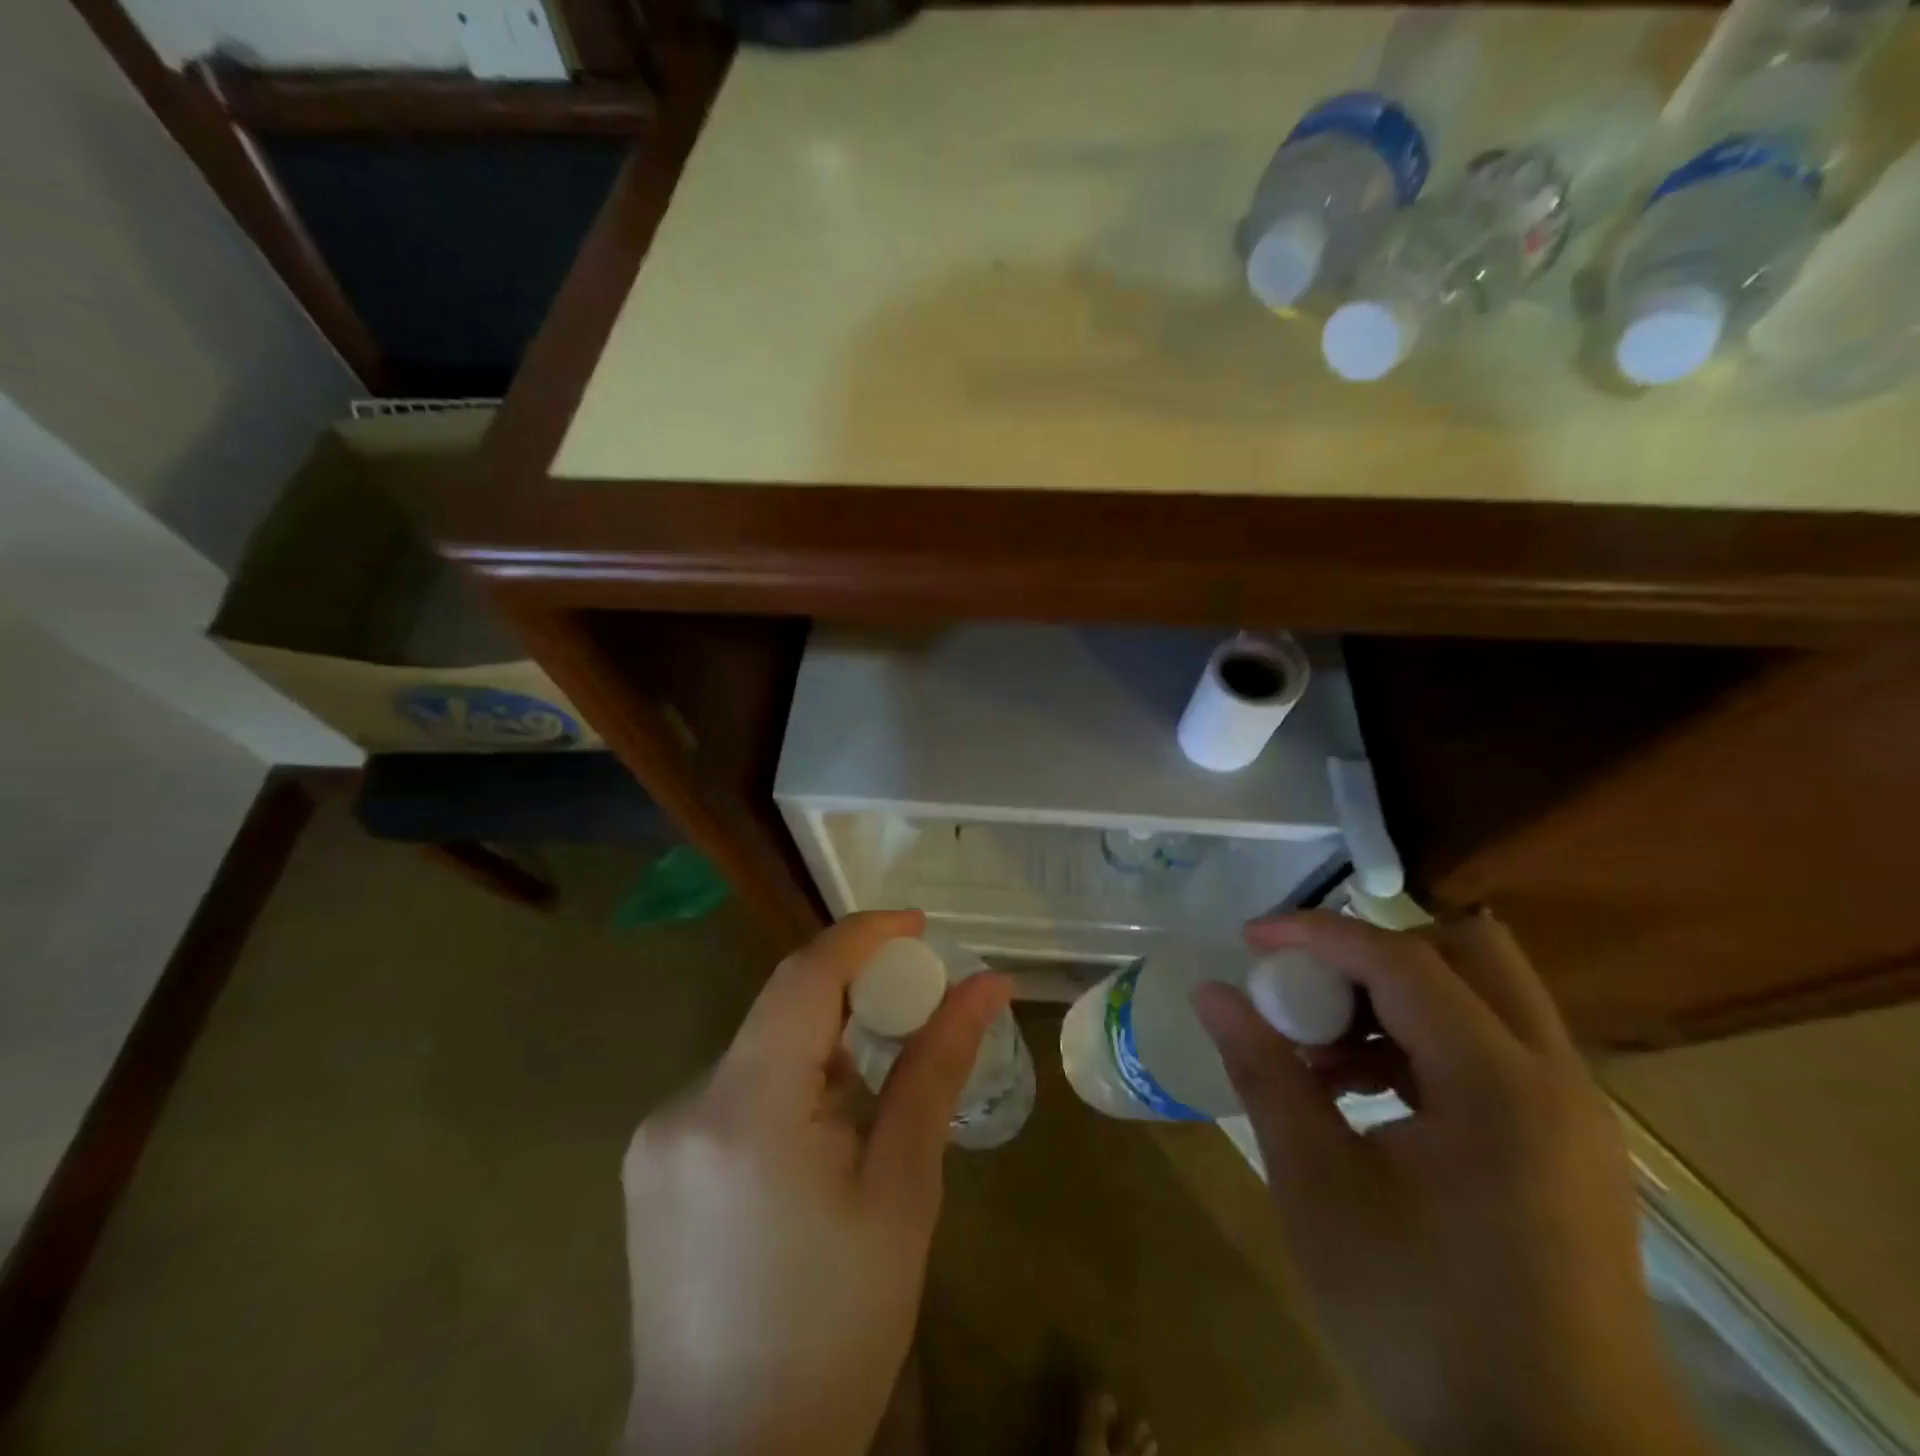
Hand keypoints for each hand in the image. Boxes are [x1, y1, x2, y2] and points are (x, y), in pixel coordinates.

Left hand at [619, 911, 1009, 1455]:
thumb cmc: (837, 1328)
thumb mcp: (902, 1191)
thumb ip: (936, 1070)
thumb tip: (986, 984)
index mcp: (744, 1109)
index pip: (804, 976)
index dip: (863, 935)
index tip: (919, 925)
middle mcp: (684, 1104)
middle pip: (781, 1011)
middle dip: (852, 995)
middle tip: (915, 1008)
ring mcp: (657, 1135)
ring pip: (759, 1049)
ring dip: (820, 1046)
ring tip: (872, 1096)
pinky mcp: (652, 1163)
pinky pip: (733, 1088)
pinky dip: (785, 1083)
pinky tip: (817, 1139)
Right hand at [1194, 910, 1710, 1455]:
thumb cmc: (1423, 1322)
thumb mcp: (1318, 1190)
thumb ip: (1264, 1075)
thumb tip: (1213, 994)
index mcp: (1498, 1086)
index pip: (1402, 961)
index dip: (1317, 933)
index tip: (1250, 939)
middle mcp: (1554, 1080)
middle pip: (1468, 952)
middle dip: (1376, 951)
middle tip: (1308, 986)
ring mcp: (1573, 1114)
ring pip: (1483, 997)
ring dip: (1397, 998)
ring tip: (1324, 1053)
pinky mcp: (1569, 1147)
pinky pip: (1493, 1048)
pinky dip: (1424, 1040)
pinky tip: (1368, 1095)